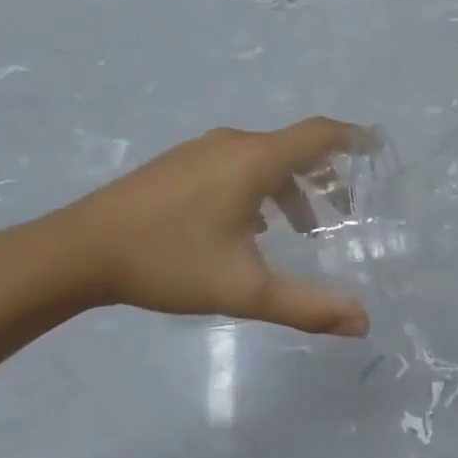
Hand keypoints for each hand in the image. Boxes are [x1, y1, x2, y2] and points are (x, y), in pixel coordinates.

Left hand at [43, 119, 370, 337]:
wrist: (78, 251)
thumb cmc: (169, 262)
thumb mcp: (244, 290)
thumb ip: (307, 306)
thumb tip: (363, 323)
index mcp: (255, 161)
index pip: (320, 134)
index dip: (354, 138)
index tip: (379, 150)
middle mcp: (234, 145)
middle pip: (295, 147)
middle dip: (327, 175)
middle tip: (345, 211)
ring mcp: (202, 152)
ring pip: (264, 158)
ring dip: (293, 187)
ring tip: (303, 228)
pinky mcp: (179, 164)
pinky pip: (238, 164)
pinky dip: (262, 187)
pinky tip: (253, 227)